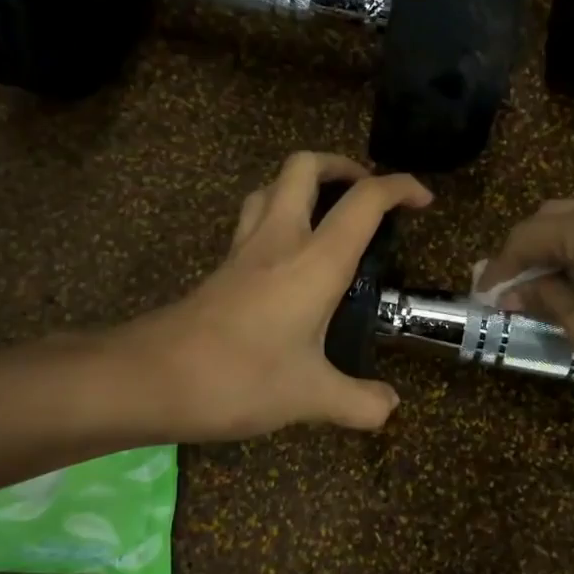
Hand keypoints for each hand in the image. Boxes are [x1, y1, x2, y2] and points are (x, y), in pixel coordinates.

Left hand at [114, 152, 431, 440]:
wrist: (150, 378)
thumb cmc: (240, 378)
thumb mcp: (311, 397)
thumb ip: (358, 402)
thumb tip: (389, 408)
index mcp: (315, 260)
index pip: (364, 201)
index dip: (400, 187)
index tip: (423, 199)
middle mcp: (280, 239)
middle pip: (305, 166)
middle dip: (341, 165)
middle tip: (365, 193)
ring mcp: (244, 249)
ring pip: (271, 186)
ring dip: (304, 185)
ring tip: (328, 214)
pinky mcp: (222, 267)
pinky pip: (253, 218)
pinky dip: (278, 215)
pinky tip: (289, 256)